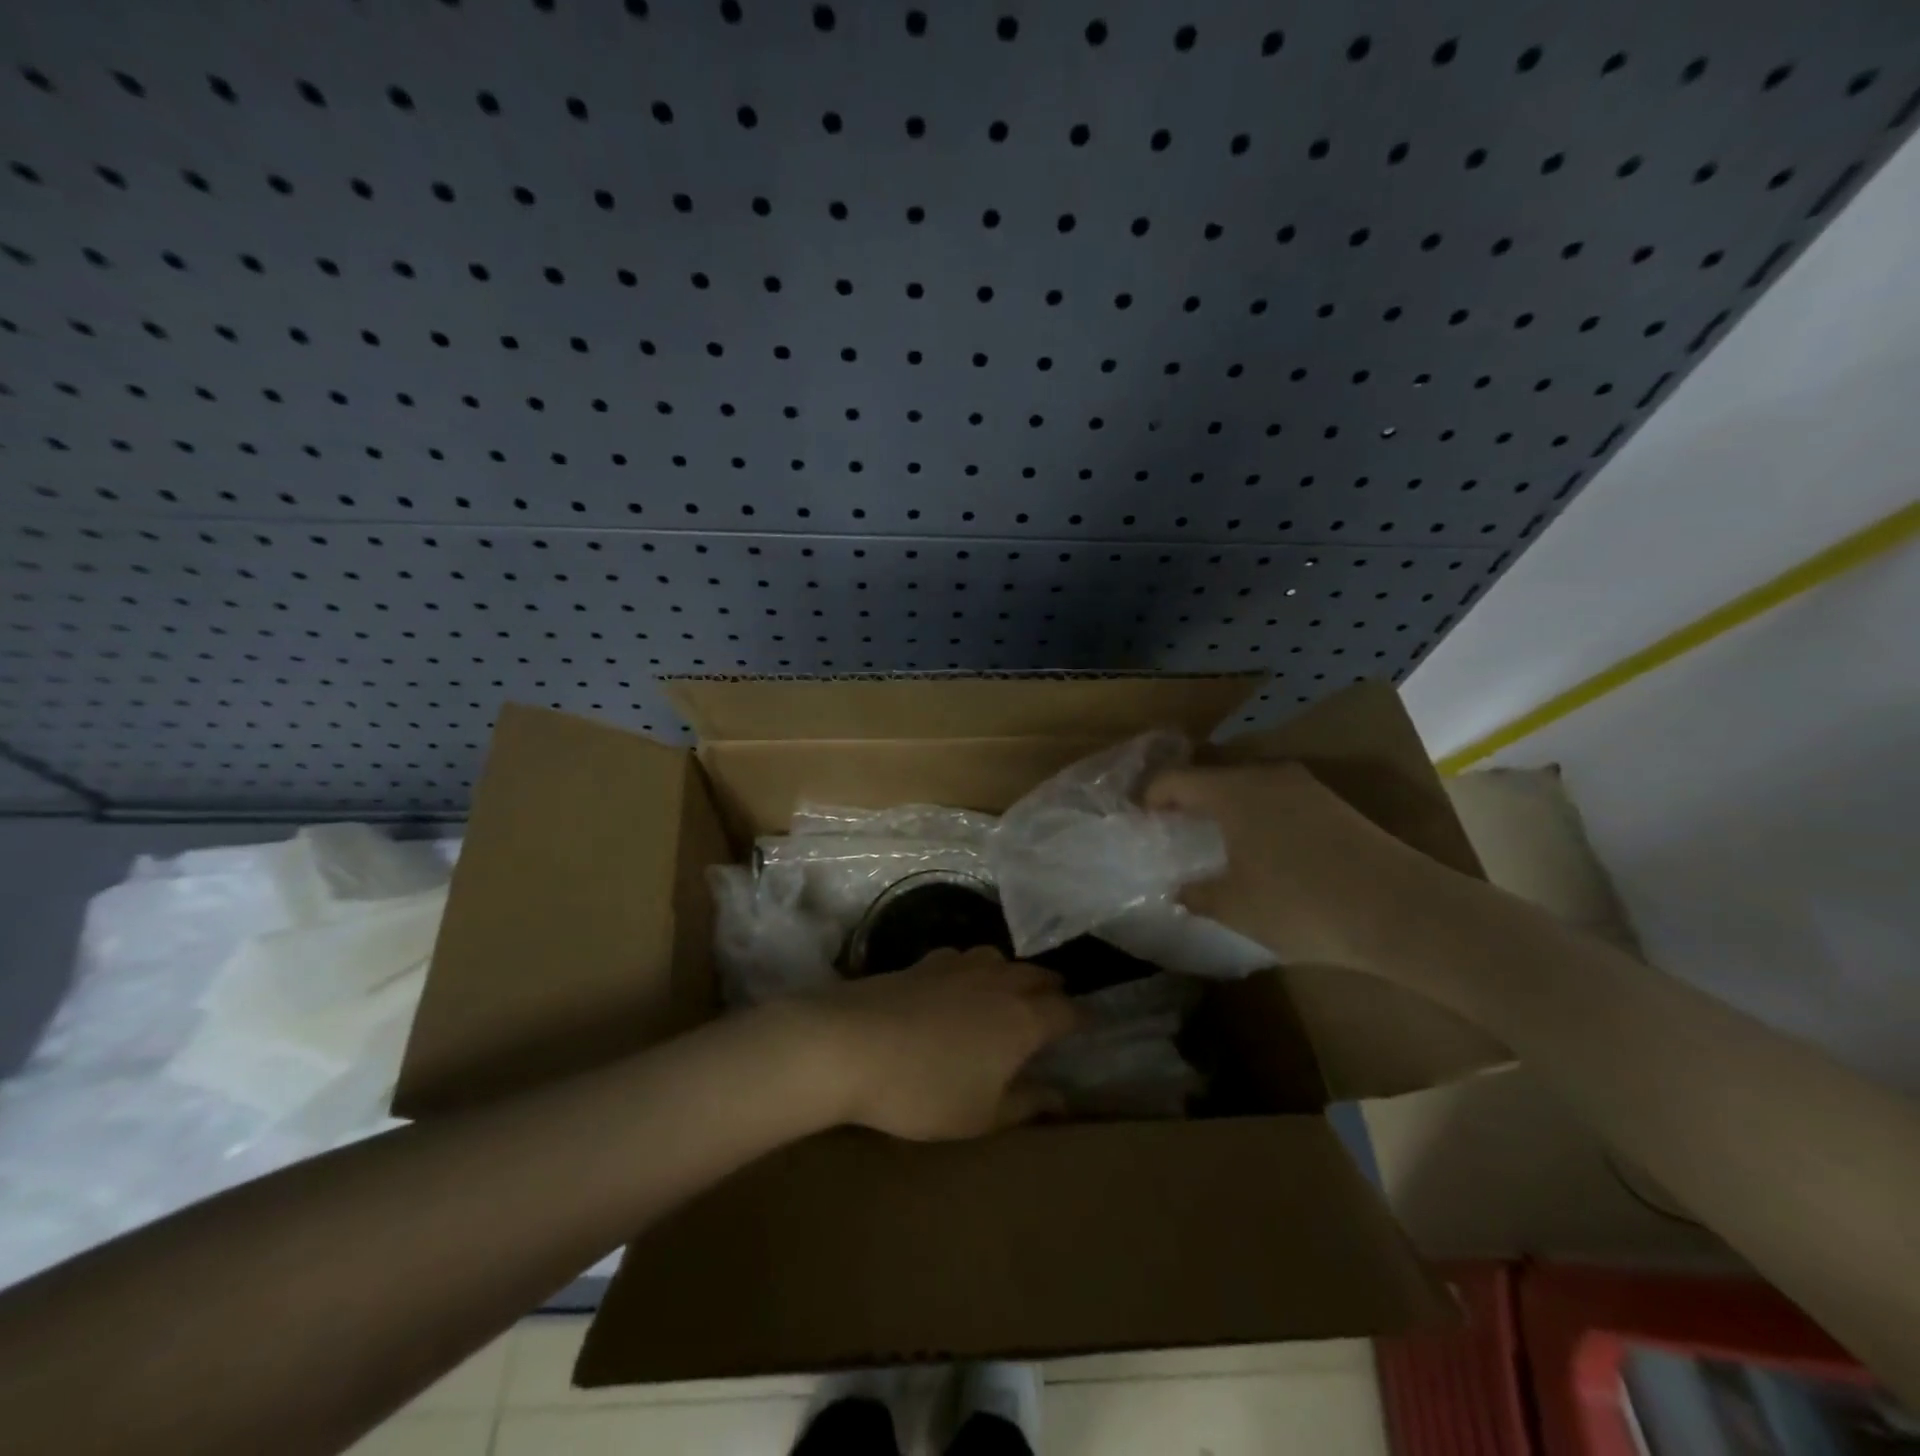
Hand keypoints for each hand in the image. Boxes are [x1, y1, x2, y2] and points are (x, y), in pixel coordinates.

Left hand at [807, 948, 1078, 1140]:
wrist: (850, 1044)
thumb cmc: (924, 1090)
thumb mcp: (981, 1115)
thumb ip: (1026, 1104)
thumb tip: (1062, 1098)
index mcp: (1022, 1020)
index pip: (1067, 1010)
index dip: (1081, 1018)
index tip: (1089, 1025)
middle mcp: (998, 983)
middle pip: (1037, 975)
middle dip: (1052, 988)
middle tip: (1057, 1002)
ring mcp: (959, 966)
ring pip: (1000, 958)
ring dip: (1014, 972)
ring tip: (1012, 988)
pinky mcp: (923, 962)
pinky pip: (963, 957)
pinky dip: (974, 967)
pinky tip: (960, 981)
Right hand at [1146, 761, 1416, 968]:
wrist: (1403, 912)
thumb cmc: (1302, 904)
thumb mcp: (1235, 907)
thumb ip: (1196, 894)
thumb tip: (1179, 889)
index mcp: (1232, 791)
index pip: (1175, 780)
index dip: (1151, 798)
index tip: (1140, 822)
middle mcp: (1266, 776)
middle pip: (1212, 778)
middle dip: (1188, 801)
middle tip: (1173, 832)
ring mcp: (1304, 787)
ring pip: (1247, 787)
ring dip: (1224, 808)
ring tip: (1214, 842)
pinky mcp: (1334, 805)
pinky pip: (1276, 799)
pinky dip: (1256, 816)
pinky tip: (1261, 850)